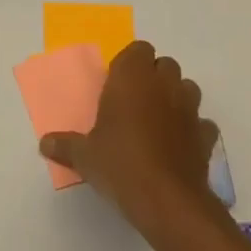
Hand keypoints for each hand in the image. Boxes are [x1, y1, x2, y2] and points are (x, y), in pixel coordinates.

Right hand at [40, 41, 218, 232]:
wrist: (167, 200)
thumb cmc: (119, 164)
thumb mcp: (84, 156)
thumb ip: (65, 145)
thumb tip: (44, 144)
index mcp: (132, 78)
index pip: (138, 49)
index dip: (129, 63)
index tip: (117, 84)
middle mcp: (164, 85)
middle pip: (165, 65)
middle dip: (153, 77)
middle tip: (134, 101)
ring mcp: (189, 109)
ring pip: (187, 88)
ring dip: (175, 97)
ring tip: (158, 120)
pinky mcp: (206, 136)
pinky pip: (202, 123)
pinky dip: (192, 129)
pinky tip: (178, 144)